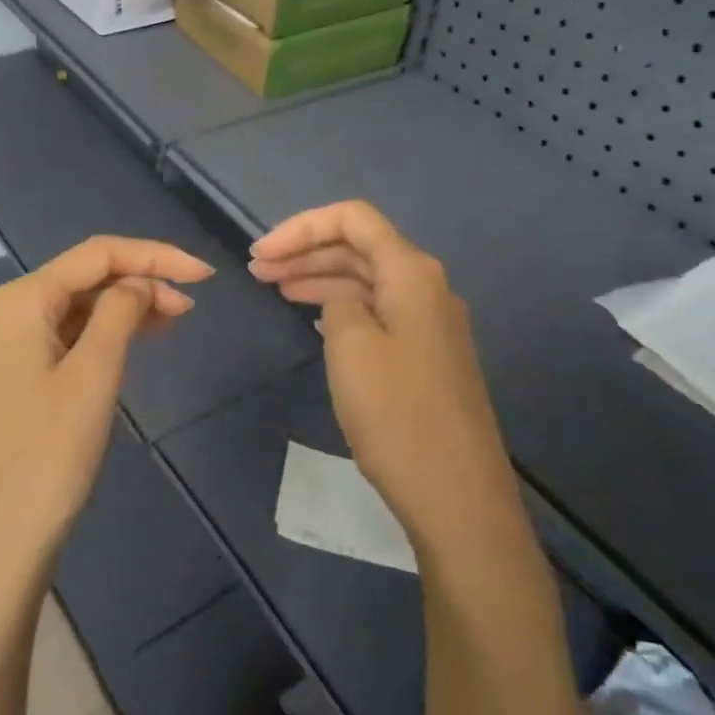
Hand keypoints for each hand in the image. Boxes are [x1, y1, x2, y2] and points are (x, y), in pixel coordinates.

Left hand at [0, 236, 213, 585]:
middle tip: (192, 304)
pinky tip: (138, 339)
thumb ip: (121, 312)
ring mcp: (11, 346)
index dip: (154, 256)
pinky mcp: (19, 376)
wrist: (1, 540)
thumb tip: (141, 283)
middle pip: (86, 276)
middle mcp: (10, 312)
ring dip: (127, 306)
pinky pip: (69, 336)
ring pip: (79, 307)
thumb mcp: (94, 373)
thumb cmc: (49, 452)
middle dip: (141, 280)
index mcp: (22, 300)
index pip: (96, 255)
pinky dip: (106, 333)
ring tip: (176, 318)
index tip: (204, 274)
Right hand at [248, 201, 517, 550]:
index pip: (353, 219)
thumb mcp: (351, 347)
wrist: (457, 495)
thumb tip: (343, 300)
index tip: (261, 252)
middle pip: (360, 246)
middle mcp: (426, 287)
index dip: (302, 227)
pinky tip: (314, 317)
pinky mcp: (425, 355)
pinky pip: (377, 310)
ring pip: (367, 280)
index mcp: (411, 272)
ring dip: (320, 277)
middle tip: (257, 270)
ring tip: (275, 287)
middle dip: (306, 250)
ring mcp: (429, 323)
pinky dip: (341, 305)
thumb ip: (339, 303)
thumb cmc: (398, 415)